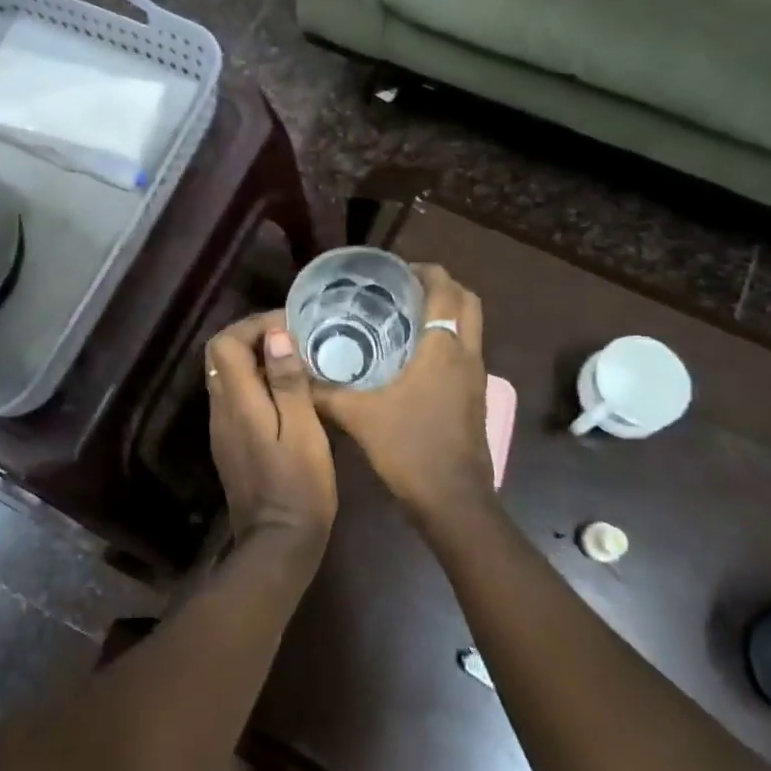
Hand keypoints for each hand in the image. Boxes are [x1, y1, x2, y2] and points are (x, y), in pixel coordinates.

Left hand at [207, 311, 336, 545]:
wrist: (278, 543)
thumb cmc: (299, 486)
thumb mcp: (303, 430)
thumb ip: (287, 382)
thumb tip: (275, 335)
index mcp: (237, 402)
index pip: (225, 343)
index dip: (254, 325)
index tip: (290, 325)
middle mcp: (220, 410)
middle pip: (220, 355)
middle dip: (253, 336)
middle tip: (293, 338)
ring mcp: (221, 428)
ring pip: (226, 375)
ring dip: (254, 359)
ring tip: (294, 359)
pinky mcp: (230, 442)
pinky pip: (235, 396)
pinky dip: (255, 382)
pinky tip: (285, 392)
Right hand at [314, 265, 493, 526]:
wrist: (452, 499)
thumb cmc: (409, 447)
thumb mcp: (358, 416)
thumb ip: (324, 392)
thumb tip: (294, 373)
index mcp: (443, 347)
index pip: (445, 288)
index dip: (424, 271)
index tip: (394, 271)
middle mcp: (466, 354)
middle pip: (467, 301)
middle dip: (440, 287)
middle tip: (401, 290)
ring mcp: (476, 377)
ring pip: (470, 327)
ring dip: (446, 313)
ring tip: (404, 318)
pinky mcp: (475, 397)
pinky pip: (465, 351)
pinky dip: (447, 340)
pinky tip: (412, 358)